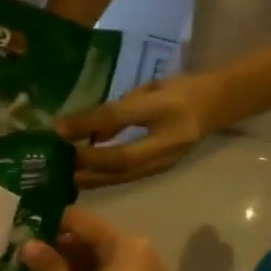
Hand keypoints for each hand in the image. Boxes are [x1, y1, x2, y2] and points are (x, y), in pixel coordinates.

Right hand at [20, 206, 175, 270]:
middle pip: (93, 243)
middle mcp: (142, 257)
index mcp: (125, 245)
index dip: (49, 226)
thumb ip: (47, 265)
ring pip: (102, 268)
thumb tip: (29, 244)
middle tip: (27, 265)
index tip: (23, 238)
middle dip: (60, 253)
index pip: (80, 220)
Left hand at [59, 72, 228, 188]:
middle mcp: (161, 154)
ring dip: (90, 177)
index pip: (119, 135)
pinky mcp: (156, 169)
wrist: (217, 103)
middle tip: (54, 165)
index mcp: (163, 129)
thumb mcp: (147, 93)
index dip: (88, 135)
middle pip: (118, 167)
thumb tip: (81, 128)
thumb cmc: (180, 93)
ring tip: (62, 174)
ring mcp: (160, 165)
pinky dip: (101, 177)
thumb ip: (115, 111)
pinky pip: (124, 176)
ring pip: (120, 176)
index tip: (60, 133)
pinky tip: (83, 174)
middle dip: (84, 167)